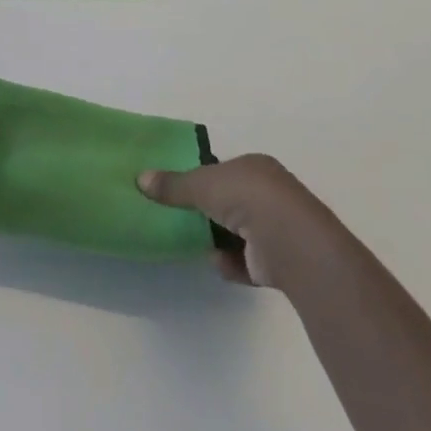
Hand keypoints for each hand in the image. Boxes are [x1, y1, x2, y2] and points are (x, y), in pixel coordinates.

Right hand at [138, 154, 320, 287]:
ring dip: (218, 240)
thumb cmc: (246, 198)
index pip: (224, 170)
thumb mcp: (201, 183)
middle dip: (209, 211)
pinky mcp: (279, 262)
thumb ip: (173, 185)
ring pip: (239, 232)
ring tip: (195, 243)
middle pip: (231, 201)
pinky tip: (218, 262)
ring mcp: (277, 229)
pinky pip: (247, 262)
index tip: (179, 189)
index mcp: (256, 168)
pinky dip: (231, 263)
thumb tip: (140, 179)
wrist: (290, 242)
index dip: (202, 178)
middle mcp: (270, 195)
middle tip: (181, 217)